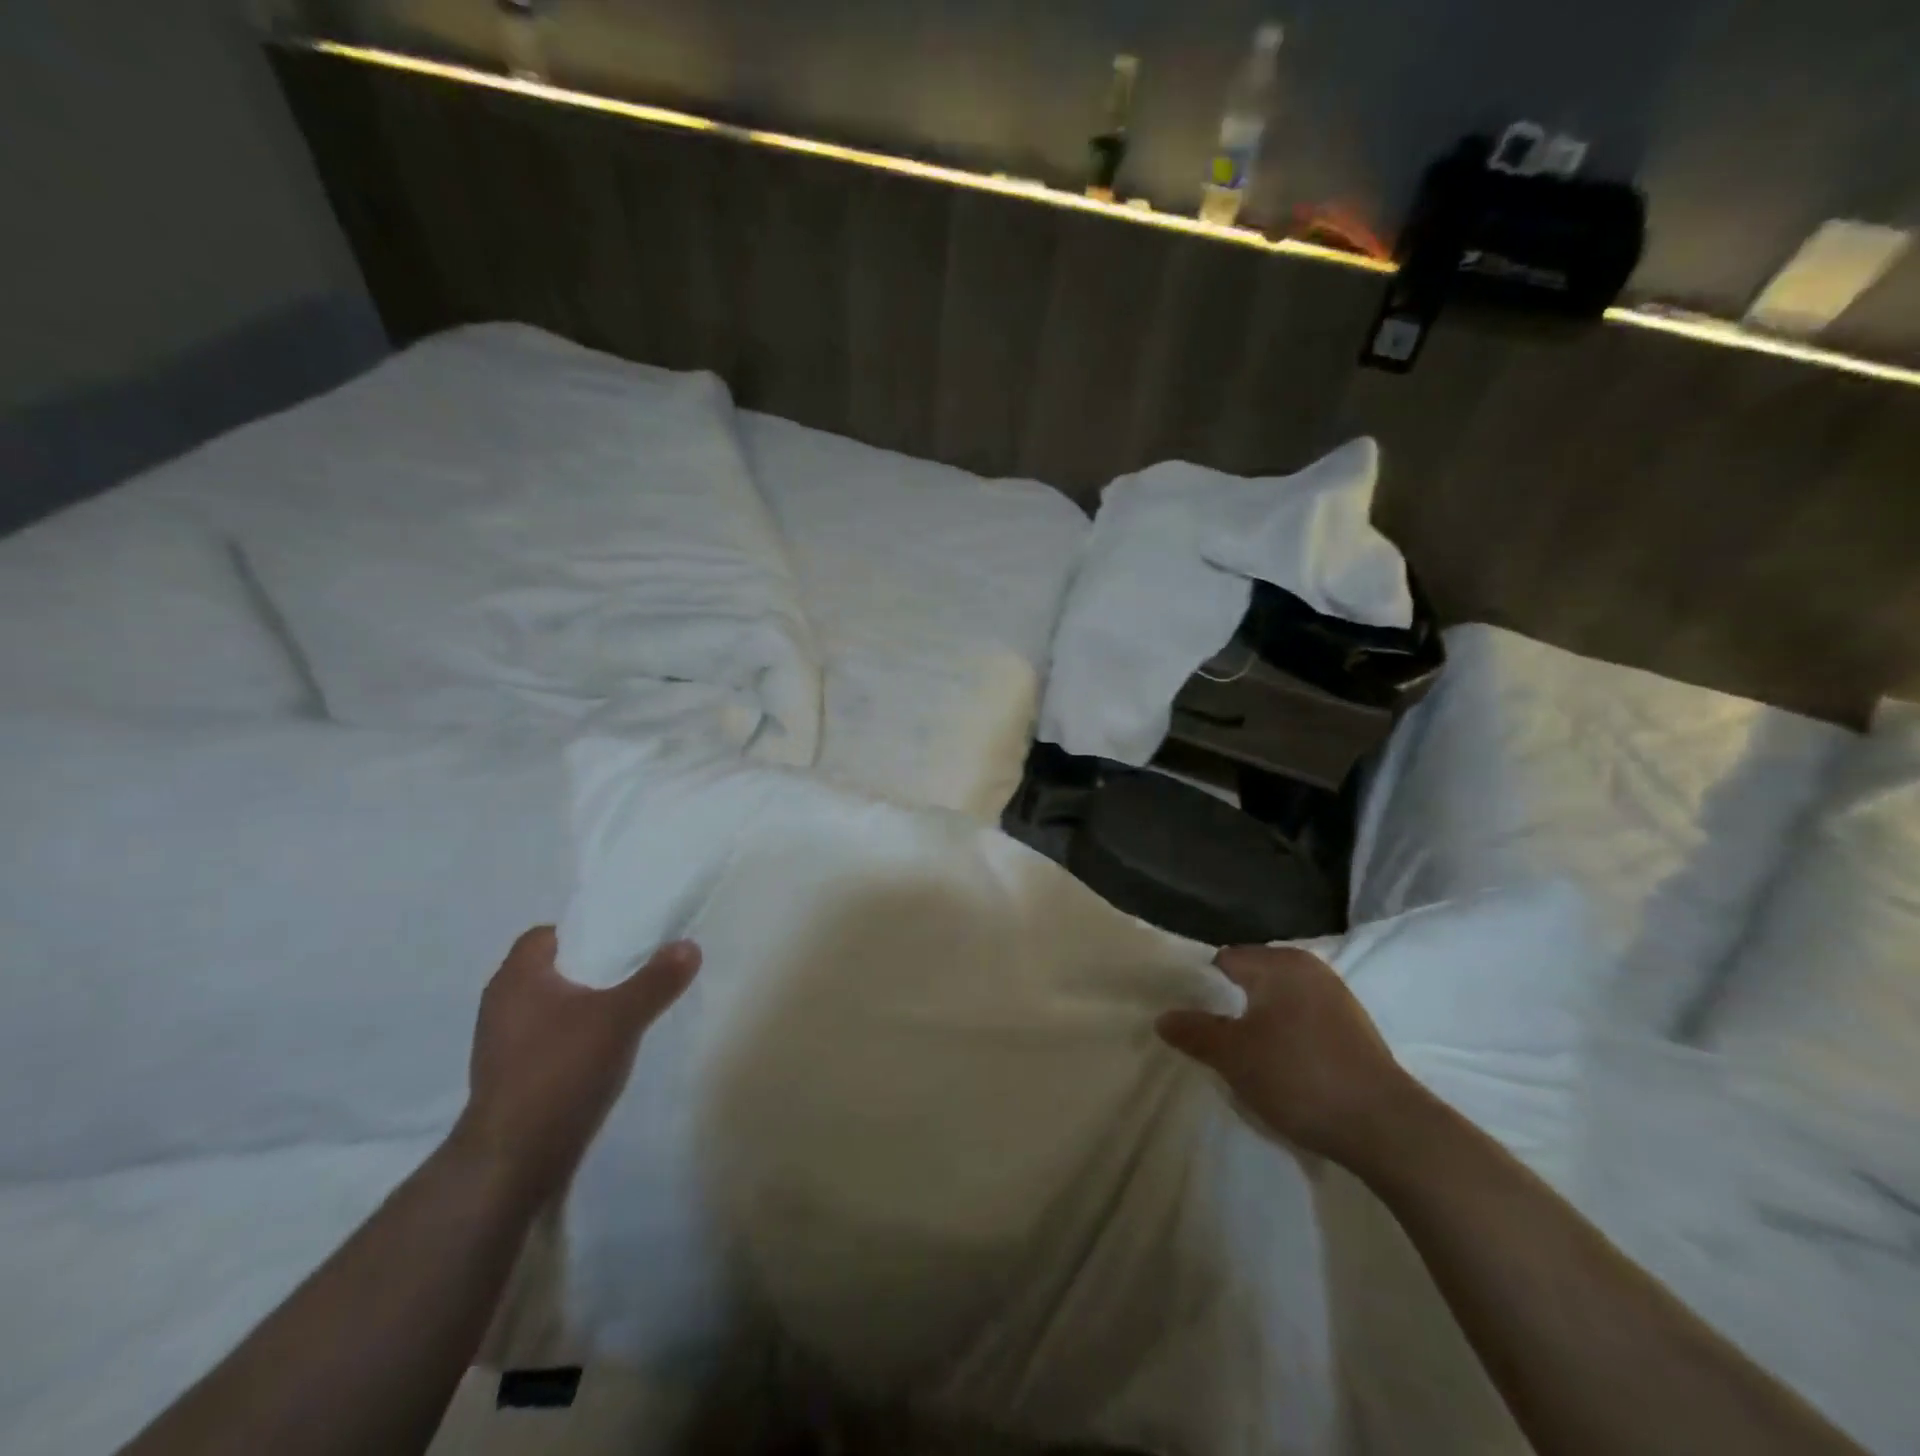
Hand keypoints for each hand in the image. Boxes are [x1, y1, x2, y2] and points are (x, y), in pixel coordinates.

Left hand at [452, 926, 700, 1208]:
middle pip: (554, 970)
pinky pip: (550, 1039)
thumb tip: (689, 945)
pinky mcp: (511, 1077)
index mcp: (516, 978)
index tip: (623, 940)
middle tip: (637, 970)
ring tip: (629, 1010)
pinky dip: (577, 1037)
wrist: (512, 1163)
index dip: (585, 932)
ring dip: (587, 1005)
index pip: (547, 935)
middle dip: (594, 969)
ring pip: (553, 1006)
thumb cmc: (559, 1072)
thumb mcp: (620, 1018)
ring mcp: (503, 1045)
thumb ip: (656, 980)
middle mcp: (502, 1005)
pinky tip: (607, 1050)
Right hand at [1157, 945, 1417, 1172]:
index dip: (1201, 987)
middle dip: (1229, 1006)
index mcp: (1280, 963)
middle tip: (1211, 1039)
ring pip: (1279, 1002)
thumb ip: (1195, 1032)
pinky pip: (1303, 1020)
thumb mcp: (1234, 1056)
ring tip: (1243, 1057)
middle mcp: (1310, 969)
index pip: (1224, 960)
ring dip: (1259, 1023)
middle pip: (1252, 979)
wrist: (1386, 1128)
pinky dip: (1286, 1036)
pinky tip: (1282, 1067)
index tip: (1189, 1018)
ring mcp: (1337, 998)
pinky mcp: (1354, 1029)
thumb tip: (1163, 1017)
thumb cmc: (1300, 1077)